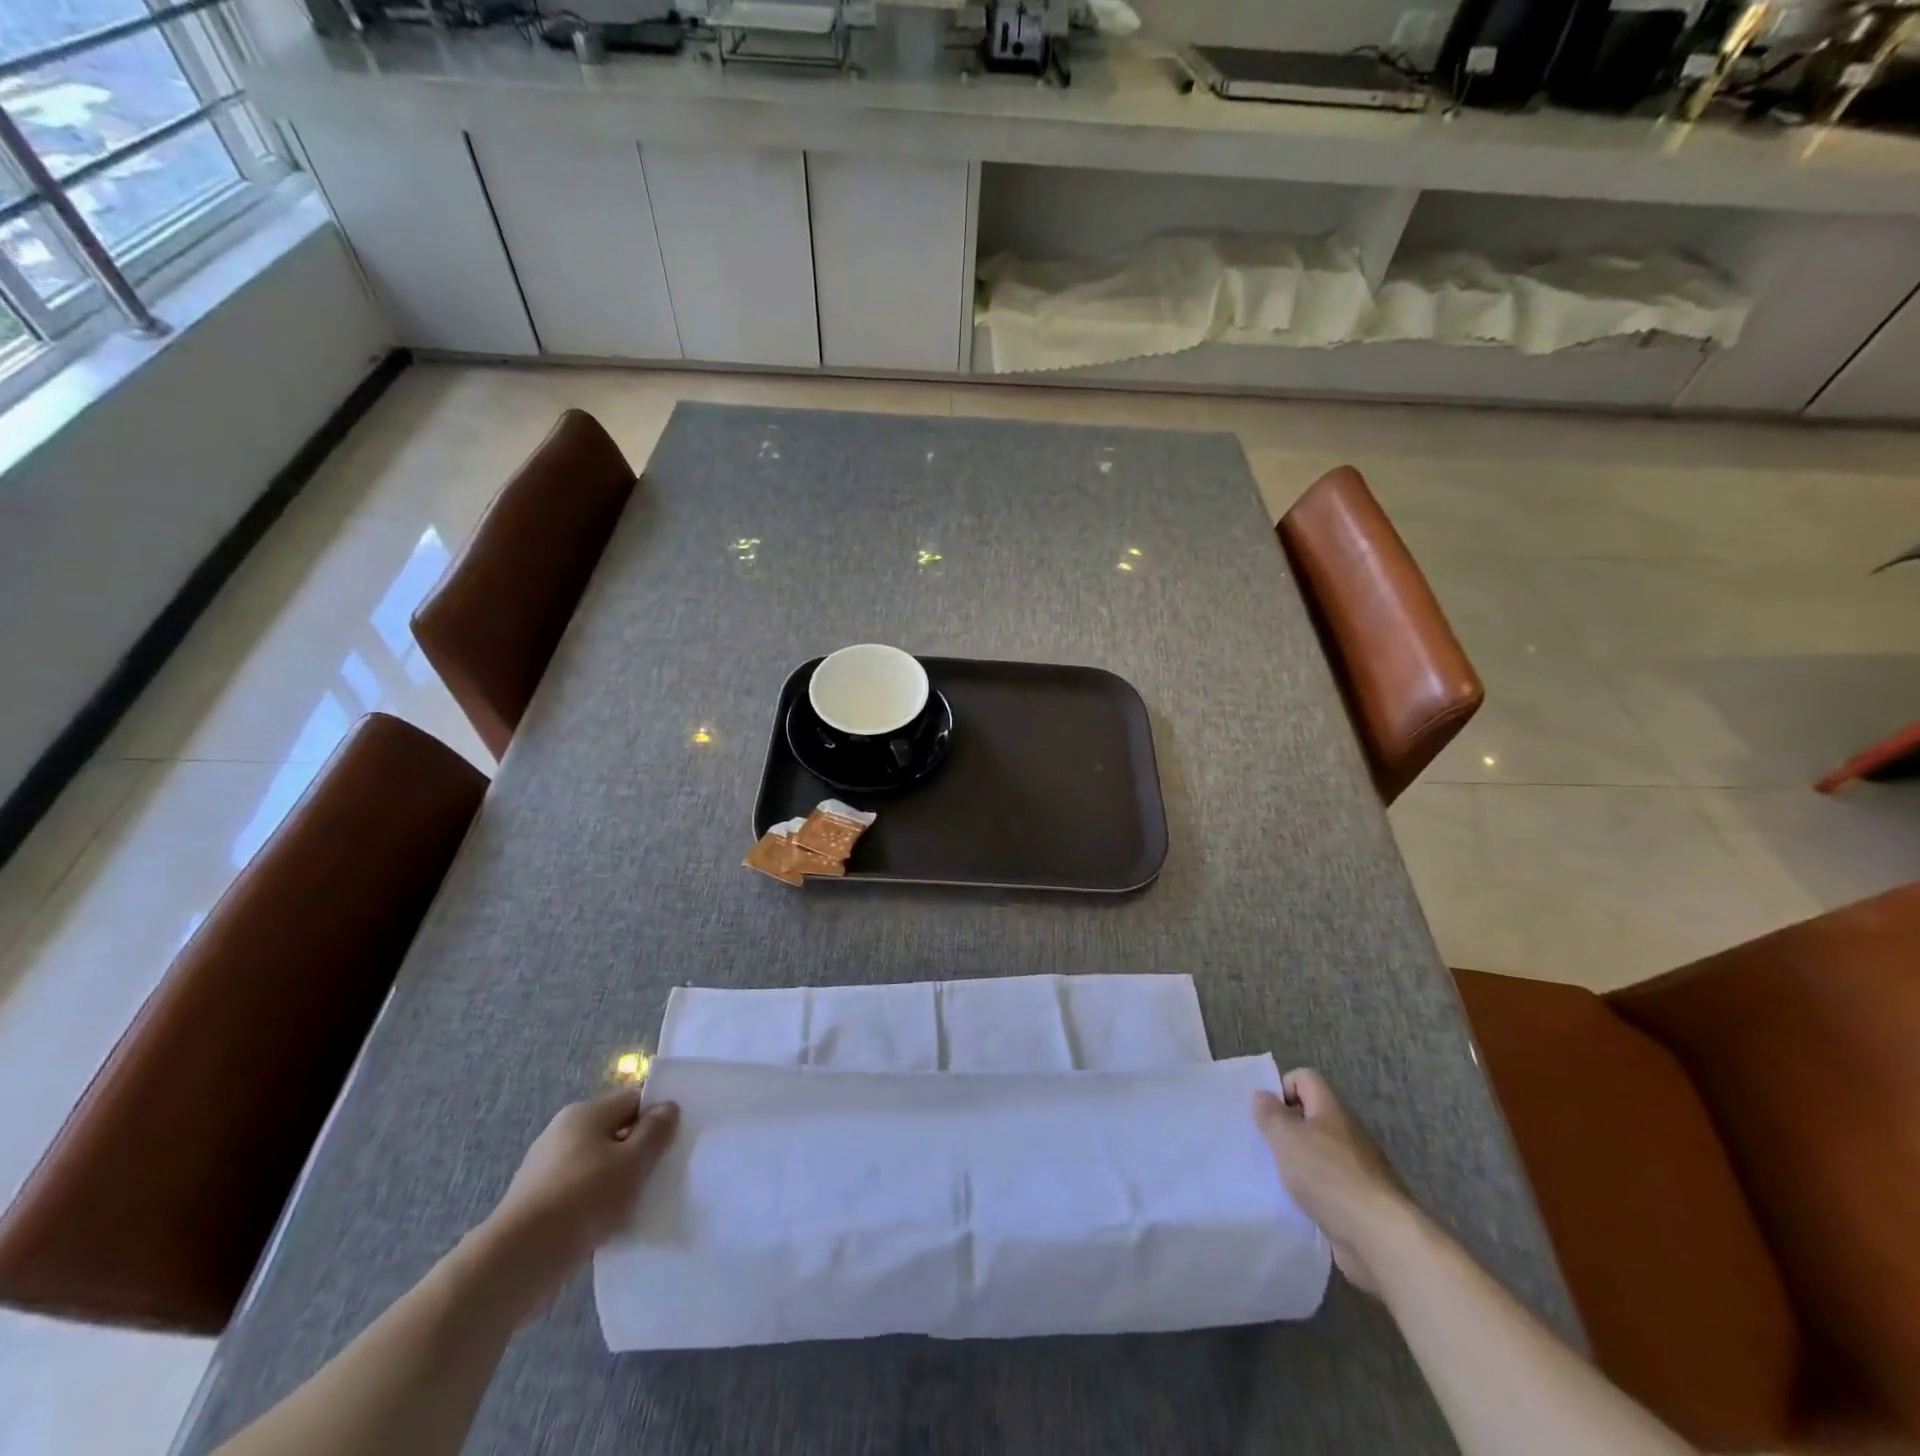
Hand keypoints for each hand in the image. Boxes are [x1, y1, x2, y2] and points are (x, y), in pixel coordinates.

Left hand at [478, 1089, 679, 1316]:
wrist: (517, 1261)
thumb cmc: (583, 1198)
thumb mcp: (633, 1162)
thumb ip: (655, 1132)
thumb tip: (668, 1107)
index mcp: (585, 1113)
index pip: (632, 1099)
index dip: (656, 1114)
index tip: (674, 1140)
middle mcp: (562, 1132)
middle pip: (613, 1131)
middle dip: (637, 1150)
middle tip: (660, 1172)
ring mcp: (544, 1169)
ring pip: (596, 1164)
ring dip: (616, 1180)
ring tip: (636, 1203)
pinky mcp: (535, 1204)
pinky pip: (577, 1193)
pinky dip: (594, 1204)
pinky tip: (607, 1225)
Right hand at [1252, 1069, 1415, 1295]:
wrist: (1380, 1238)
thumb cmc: (1328, 1176)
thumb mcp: (1286, 1138)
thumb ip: (1270, 1114)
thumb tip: (1262, 1095)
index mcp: (1332, 1109)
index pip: (1306, 1078)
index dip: (1283, 1088)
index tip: (1267, 1114)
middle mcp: (1349, 1132)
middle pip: (1313, 1116)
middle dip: (1288, 1129)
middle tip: (1268, 1147)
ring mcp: (1360, 1168)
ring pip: (1321, 1152)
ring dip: (1300, 1162)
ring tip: (1280, 1179)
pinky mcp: (1364, 1200)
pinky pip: (1332, 1185)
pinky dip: (1316, 1191)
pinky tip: (1303, 1206)